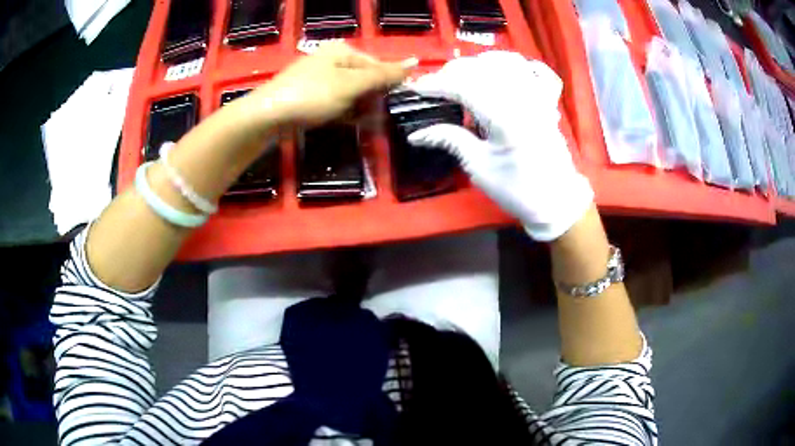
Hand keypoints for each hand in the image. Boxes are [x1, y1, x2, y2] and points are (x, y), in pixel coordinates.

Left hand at [246, 42, 414, 127]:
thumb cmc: (312, 95)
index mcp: (341, 51)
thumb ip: (383, 75)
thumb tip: (415, 62)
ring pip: (349, 93)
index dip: (386, 85)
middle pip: (363, 79)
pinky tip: (346, 123)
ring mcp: (318, 79)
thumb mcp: (351, 85)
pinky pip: (334, 103)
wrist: (267, 116)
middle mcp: (330, 61)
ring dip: (359, 109)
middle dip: (371, 100)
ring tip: (361, 124)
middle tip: (372, 118)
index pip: (376, 65)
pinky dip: (343, 113)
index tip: (389, 105)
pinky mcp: (309, 97)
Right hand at [407, 51, 593, 240]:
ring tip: (465, 76)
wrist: (556, 201)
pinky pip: (538, 72)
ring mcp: (539, 98)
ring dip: (482, 64)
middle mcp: (523, 99)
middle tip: (436, 86)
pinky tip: (504, 71)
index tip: (416, 88)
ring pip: (508, 62)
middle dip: (454, 72)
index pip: (463, 87)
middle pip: (483, 68)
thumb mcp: (479, 168)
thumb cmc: (517, 190)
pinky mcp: (548, 103)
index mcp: (504, 118)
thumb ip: (450, 140)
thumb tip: (416, 134)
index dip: (436, 85)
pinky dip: (519, 66)